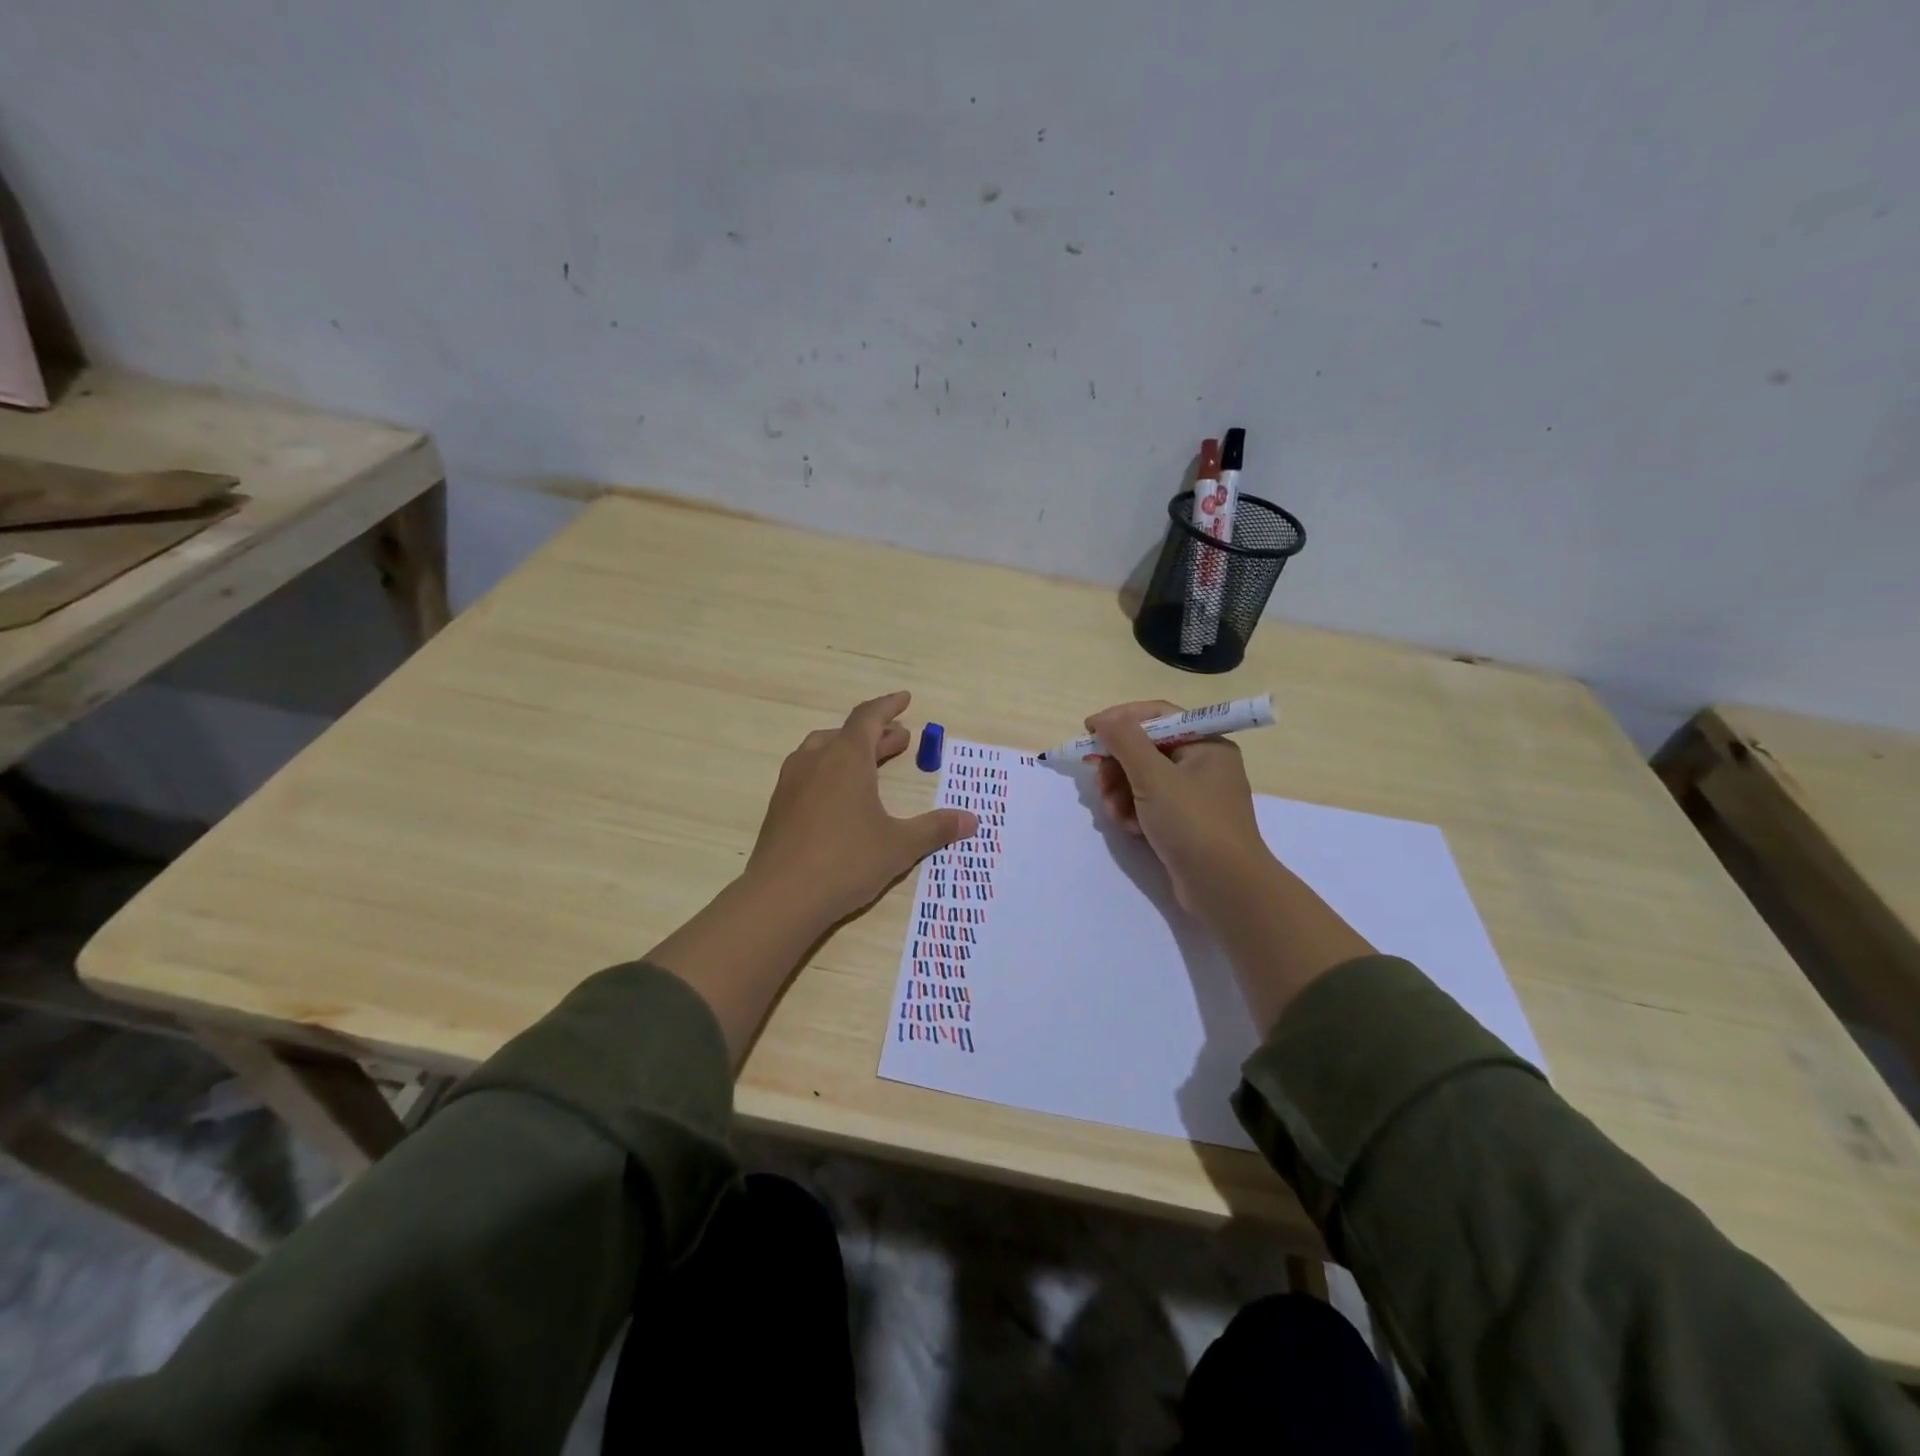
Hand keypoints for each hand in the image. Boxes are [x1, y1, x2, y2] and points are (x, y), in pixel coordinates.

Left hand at [746, 691, 978, 926]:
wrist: (781, 897)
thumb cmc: (846, 861)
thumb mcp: (899, 845)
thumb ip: (935, 829)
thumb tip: (972, 820)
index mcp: (846, 758)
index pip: (868, 717)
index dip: (888, 706)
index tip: (905, 699)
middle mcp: (815, 761)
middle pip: (847, 734)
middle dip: (876, 734)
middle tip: (901, 742)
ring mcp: (791, 783)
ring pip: (822, 751)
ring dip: (849, 751)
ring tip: (870, 764)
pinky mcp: (778, 808)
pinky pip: (808, 774)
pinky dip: (830, 771)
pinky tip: (840, 798)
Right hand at [1085, 700, 1273, 918]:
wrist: (1225, 887)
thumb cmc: (1192, 822)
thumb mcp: (1153, 776)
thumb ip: (1125, 741)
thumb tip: (1104, 719)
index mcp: (1205, 744)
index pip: (1157, 716)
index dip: (1120, 720)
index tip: (1088, 731)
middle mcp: (1203, 764)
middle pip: (1147, 749)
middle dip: (1118, 765)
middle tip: (1098, 782)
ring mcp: (1195, 796)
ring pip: (1144, 779)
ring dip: (1121, 792)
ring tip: (1112, 812)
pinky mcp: (1186, 823)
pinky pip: (1151, 805)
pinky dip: (1134, 812)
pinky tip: (1128, 828)